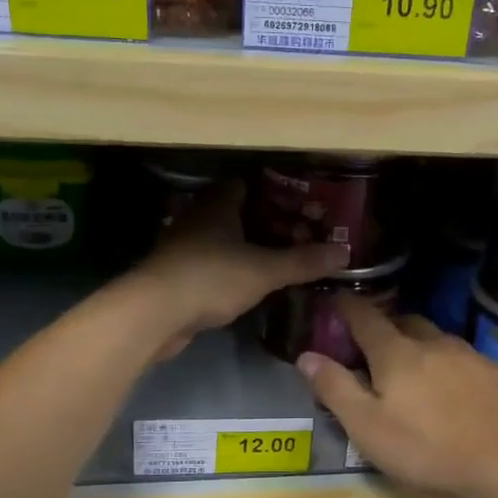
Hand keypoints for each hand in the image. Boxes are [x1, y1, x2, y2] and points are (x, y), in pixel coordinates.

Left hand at [132, 181, 346, 361]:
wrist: (154, 313)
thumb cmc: (210, 278)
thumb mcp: (264, 270)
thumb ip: (302, 261)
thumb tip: (344, 252)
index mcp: (219, 203)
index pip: (249, 184)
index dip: (277, 191)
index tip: (304, 204)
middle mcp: (199, 217)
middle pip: (238, 212)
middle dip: (267, 222)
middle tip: (300, 235)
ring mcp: (184, 246)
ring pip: (224, 239)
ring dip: (249, 247)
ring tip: (282, 259)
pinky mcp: (177, 274)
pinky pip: (213, 264)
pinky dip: (233, 269)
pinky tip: (251, 284)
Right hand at [296, 295, 497, 497]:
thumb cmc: (426, 449)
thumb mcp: (367, 427)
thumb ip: (335, 389)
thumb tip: (306, 355)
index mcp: (397, 354)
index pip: (366, 318)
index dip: (348, 307)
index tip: (337, 300)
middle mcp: (436, 344)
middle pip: (407, 323)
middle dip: (389, 328)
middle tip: (379, 349)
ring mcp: (475, 357)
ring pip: (443, 342)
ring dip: (427, 350)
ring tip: (423, 376)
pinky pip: (476, 365)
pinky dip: (462, 373)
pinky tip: (467, 398)